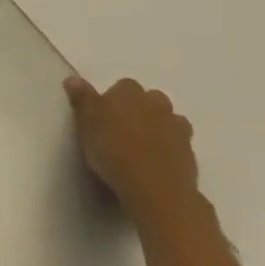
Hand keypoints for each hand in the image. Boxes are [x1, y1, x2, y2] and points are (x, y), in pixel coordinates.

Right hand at [65, 77, 199, 220]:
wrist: (155, 187)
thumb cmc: (112, 150)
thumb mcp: (85, 123)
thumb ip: (82, 99)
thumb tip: (73, 78)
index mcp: (129, 92)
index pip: (123, 86)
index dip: (113, 99)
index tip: (103, 115)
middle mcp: (157, 104)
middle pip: (150, 100)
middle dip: (140, 110)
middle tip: (122, 129)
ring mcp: (178, 129)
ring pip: (168, 120)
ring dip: (158, 127)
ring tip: (140, 146)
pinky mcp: (191, 153)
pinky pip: (178, 144)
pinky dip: (169, 148)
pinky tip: (155, 162)